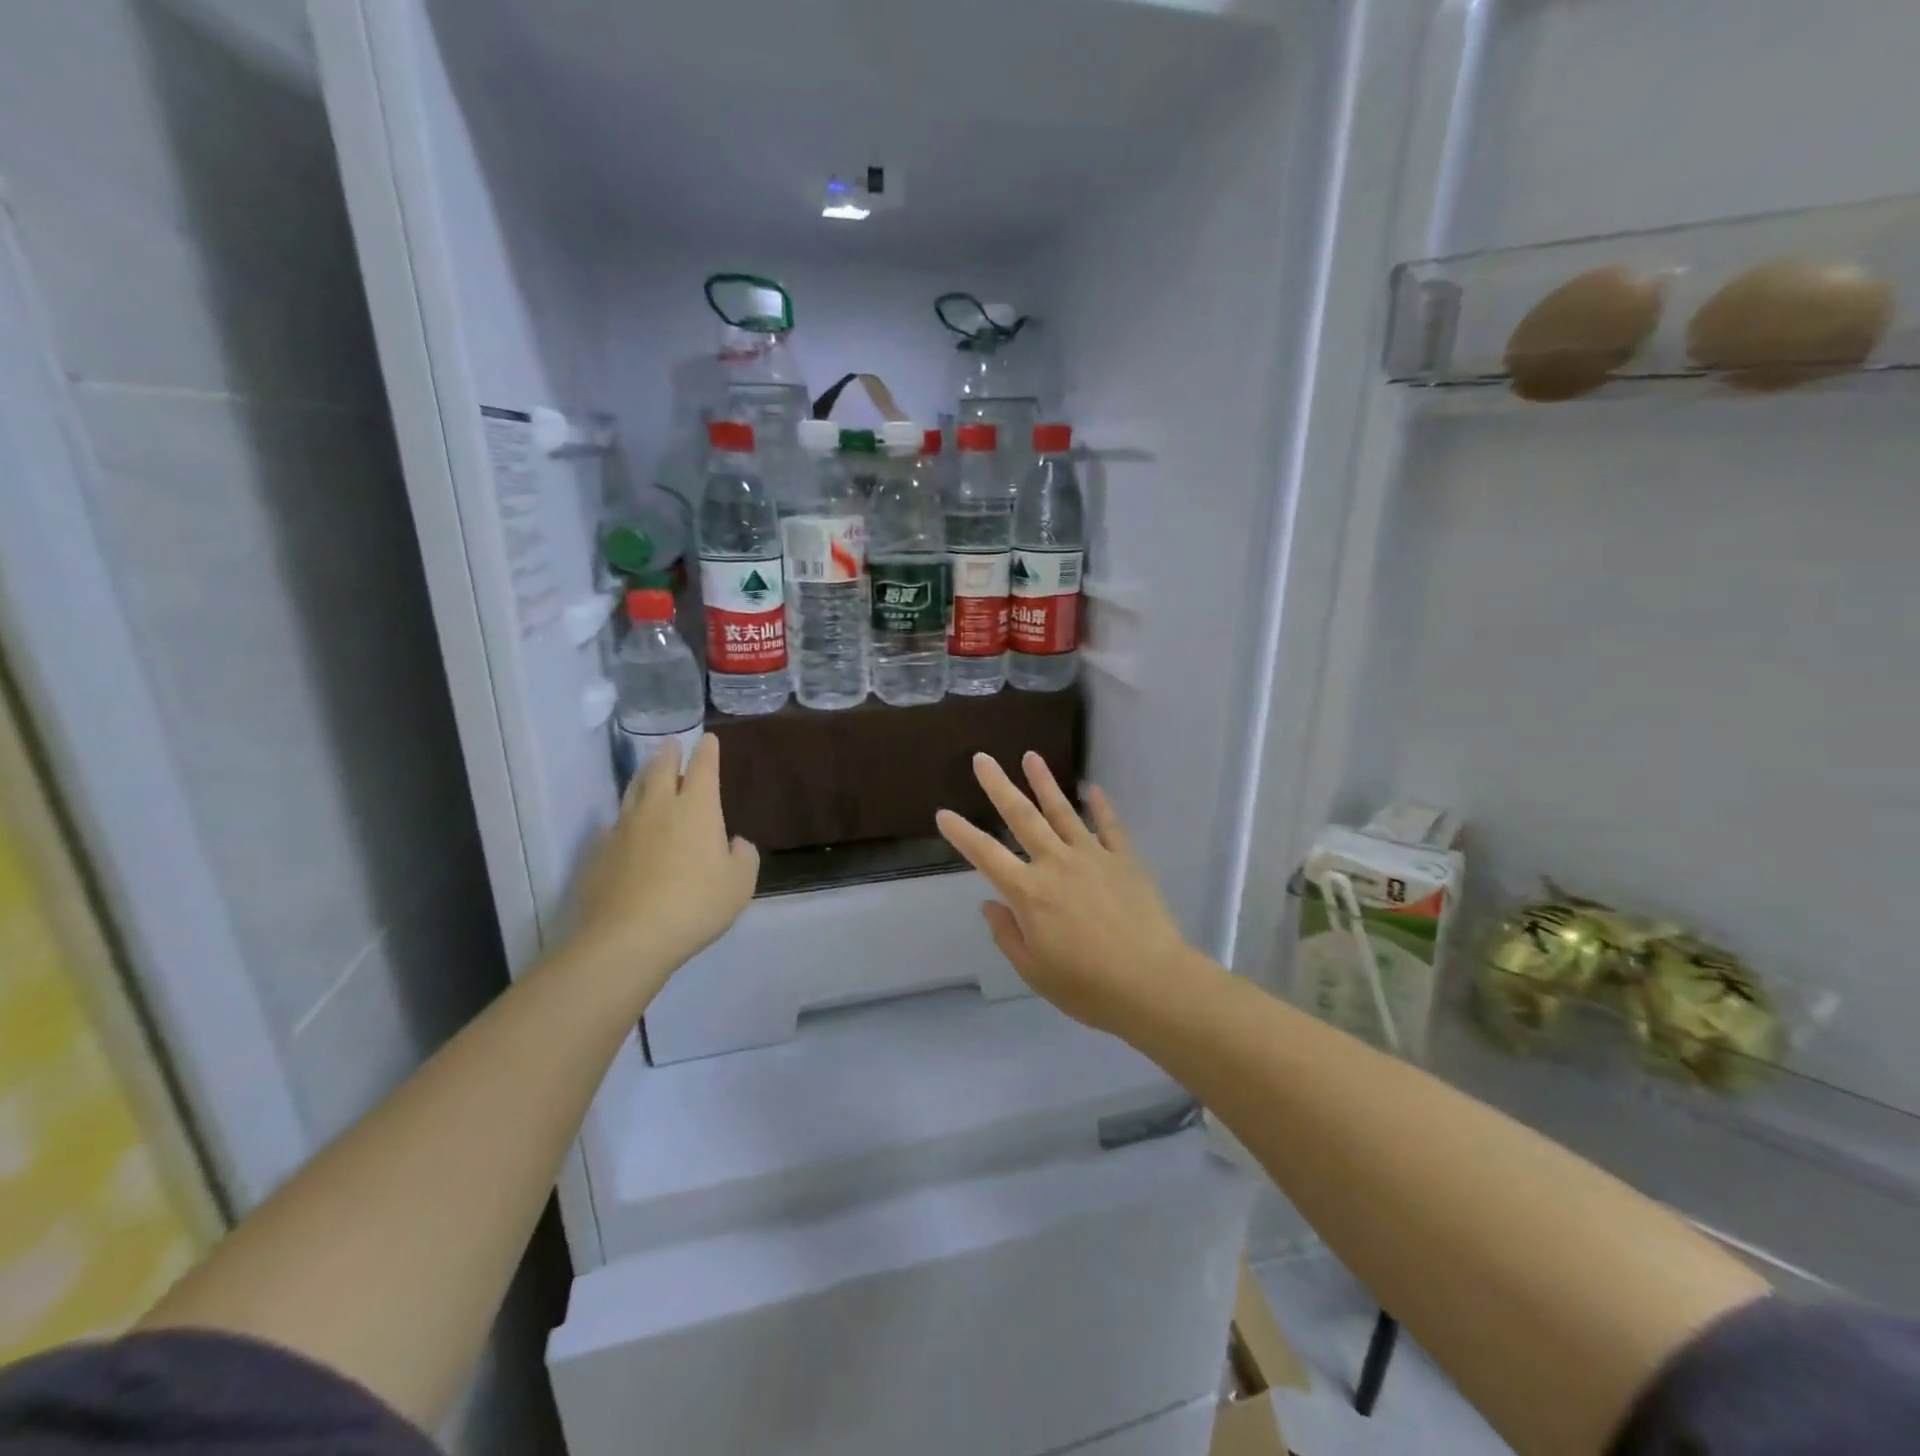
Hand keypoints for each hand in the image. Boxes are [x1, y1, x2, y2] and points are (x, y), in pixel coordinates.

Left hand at [571, 735, 758, 991]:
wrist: (628, 936)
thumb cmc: (696, 904)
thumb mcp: (740, 884)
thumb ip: (743, 857)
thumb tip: (734, 843)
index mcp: (698, 809)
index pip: (703, 768)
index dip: (707, 751)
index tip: (708, 739)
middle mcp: (660, 808)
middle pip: (661, 769)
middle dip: (669, 753)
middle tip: (671, 744)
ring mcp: (625, 828)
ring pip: (634, 790)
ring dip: (644, 775)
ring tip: (648, 770)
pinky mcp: (601, 852)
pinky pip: (616, 822)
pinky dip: (626, 815)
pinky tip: (626, 825)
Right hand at [936, 753, 1203, 1035]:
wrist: (1153, 984)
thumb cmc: (1088, 987)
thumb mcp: (1034, 971)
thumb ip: (1008, 934)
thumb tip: (991, 904)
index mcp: (1029, 892)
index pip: (986, 855)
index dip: (962, 834)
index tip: (944, 814)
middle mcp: (1056, 864)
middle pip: (1022, 817)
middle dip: (999, 786)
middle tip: (982, 759)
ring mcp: (1093, 857)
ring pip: (1063, 811)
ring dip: (1044, 782)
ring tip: (1030, 756)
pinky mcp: (1124, 860)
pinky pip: (1109, 826)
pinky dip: (1100, 806)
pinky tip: (1091, 788)